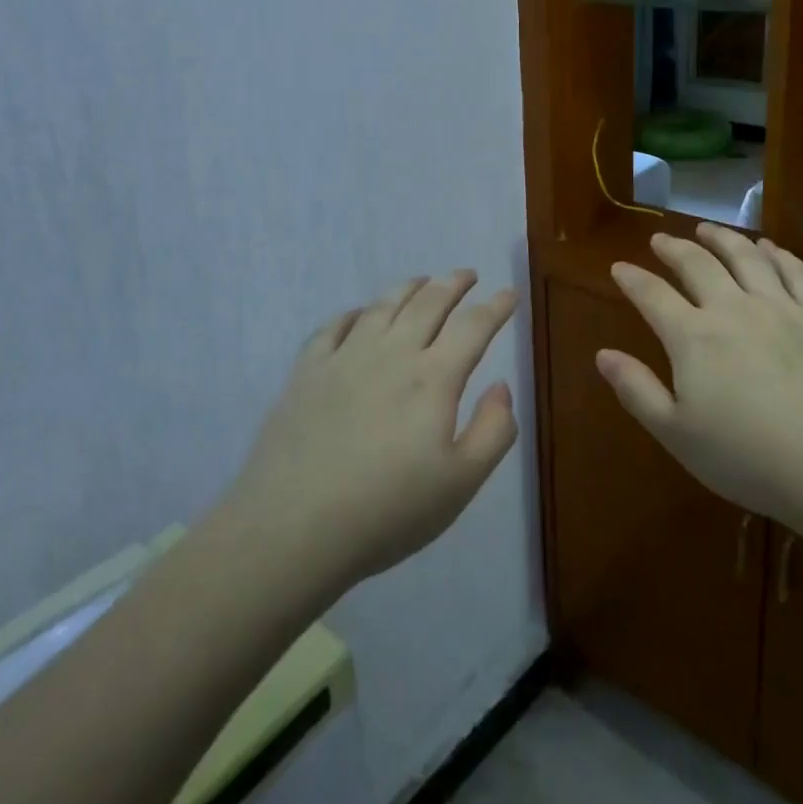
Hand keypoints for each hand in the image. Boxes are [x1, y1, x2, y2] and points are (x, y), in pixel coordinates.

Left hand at [227, 271, 519, 599]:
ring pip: (383, 306)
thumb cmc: (387, 511)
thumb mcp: (461, 484)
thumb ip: (493, 431)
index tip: (509, 293)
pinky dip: (354, 312)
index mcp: (433, 378)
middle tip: (467, 275)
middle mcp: (392, 354)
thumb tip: (502, 385)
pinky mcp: (307, 371)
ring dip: (409, 288)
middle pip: (428, 303)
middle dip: (453, 284)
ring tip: (422, 281)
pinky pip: (334, 326)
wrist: (293, 528)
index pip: (473, 326)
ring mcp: (345, 358)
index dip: (495, 307)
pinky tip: (359, 314)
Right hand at [599, 223, 802, 528]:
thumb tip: (603, 354)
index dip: (632, 279)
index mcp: (693, 337)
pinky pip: (796, 272)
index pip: (652, 295)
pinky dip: (777, 253)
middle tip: (660, 240)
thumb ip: (637, 390)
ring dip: (722, 238)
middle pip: (697, 264)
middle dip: (674, 248)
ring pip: (746, 257)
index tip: (619, 267)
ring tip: (707, 229)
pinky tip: (769, 247)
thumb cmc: (750, 459)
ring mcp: (781, 308)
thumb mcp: (677, 434)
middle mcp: (733, 308)